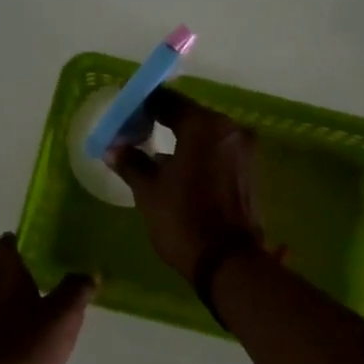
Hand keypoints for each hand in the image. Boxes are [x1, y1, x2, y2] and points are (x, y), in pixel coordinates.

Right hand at [108, 88, 261, 282]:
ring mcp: (244, 149)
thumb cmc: (183, 220)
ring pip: (205, 133)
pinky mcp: (250, 169)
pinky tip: (178, 167)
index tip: (124, 114)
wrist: (228, 262)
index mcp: (204, 125)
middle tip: (135, 132)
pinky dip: (198, 153)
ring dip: (181, 138)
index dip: (142, 105)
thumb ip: (131, 162)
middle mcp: (230, 129)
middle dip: (162, 120)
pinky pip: (218, 150)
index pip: (167, 101)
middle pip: (189, 115)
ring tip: (153, 152)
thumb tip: (113, 147)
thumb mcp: (149, 191)